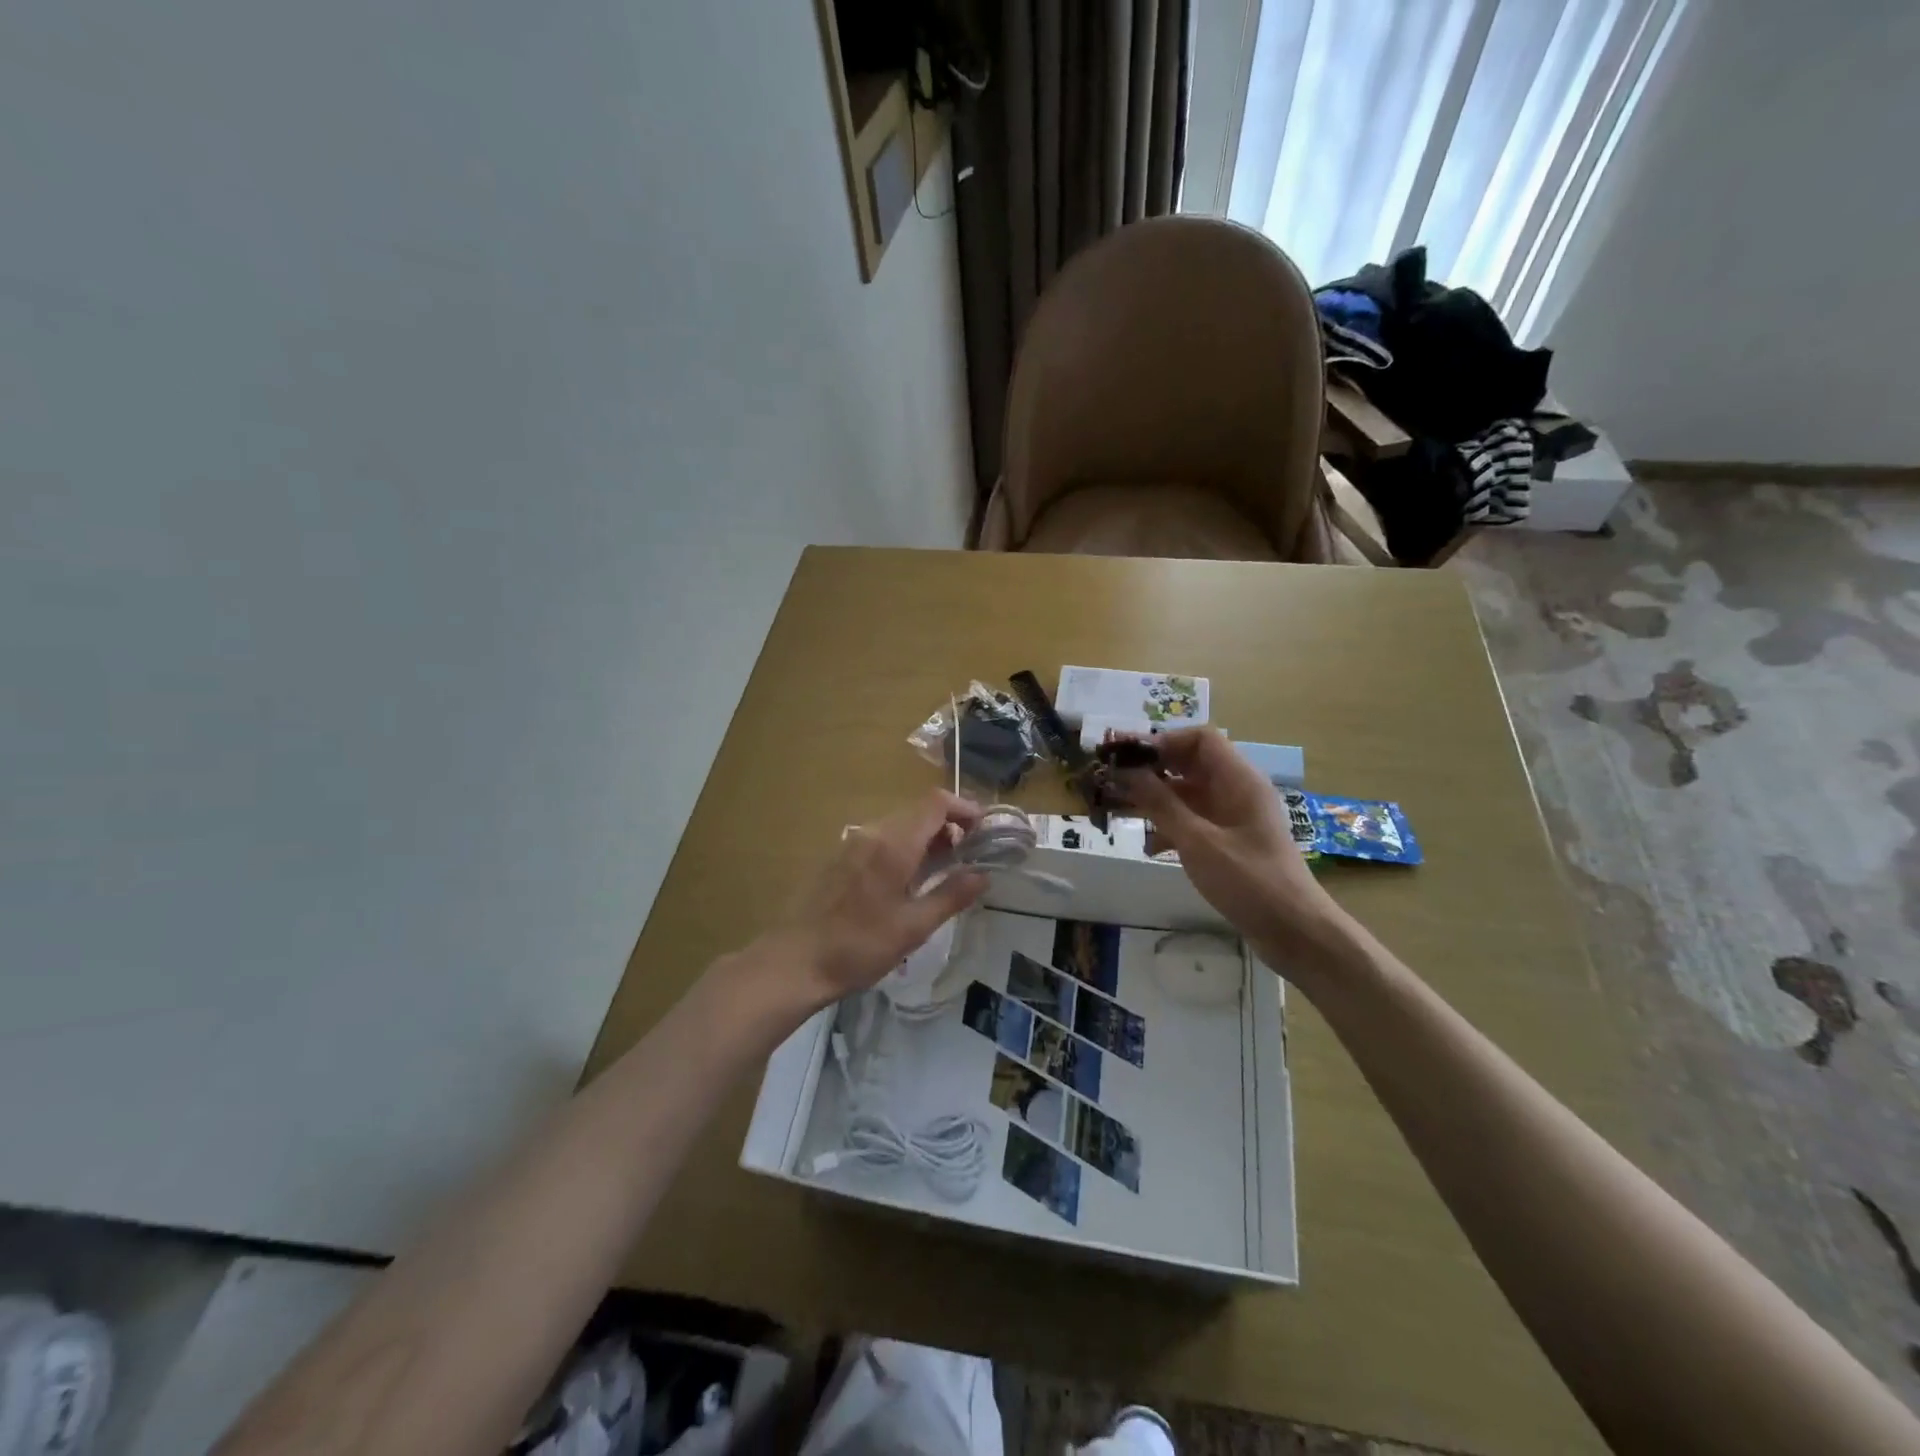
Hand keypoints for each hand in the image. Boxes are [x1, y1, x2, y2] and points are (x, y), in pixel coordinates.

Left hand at [757, 790, 987, 1014]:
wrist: (795, 961)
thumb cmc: (859, 946)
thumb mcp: (913, 927)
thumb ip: (951, 895)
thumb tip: (983, 875)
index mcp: (893, 843)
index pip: (936, 803)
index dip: (964, 808)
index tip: (984, 830)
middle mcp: (872, 832)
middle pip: (919, 811)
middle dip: (949, 825)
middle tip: (969, 855)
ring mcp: (852, 843)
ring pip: (900, 824)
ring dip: (926, 837)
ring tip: (943, 870)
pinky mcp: (840, 857)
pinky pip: (881, 838)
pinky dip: (904, 846)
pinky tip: (908, 879)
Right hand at [1114, 728, 1349, 970]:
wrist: (1294, 932)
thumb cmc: (1249, 881)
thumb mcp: (1198, 841)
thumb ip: (1160, 803)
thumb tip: (1126, 770)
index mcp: (1239, 780)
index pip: (1200, 738)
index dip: (1163, 742)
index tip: (1128, 759)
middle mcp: (1237, 791)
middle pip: (1190, 764)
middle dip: (1152, 771)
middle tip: (1113, 782)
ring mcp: (1234, 817)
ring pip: (1188, 794)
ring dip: (1155, 800)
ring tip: (1119, 811)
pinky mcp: (1229, 842)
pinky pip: (1193, 820)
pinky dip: (1169, 826)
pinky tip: (1148, 846)